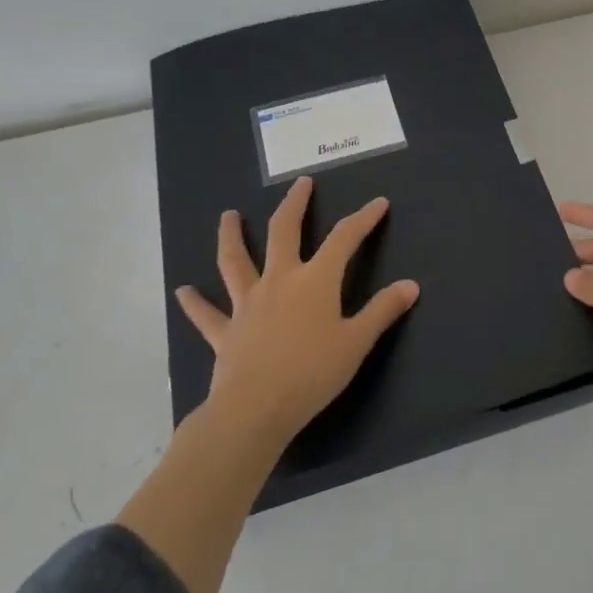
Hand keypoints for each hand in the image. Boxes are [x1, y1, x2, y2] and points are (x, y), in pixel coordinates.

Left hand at [176, 176, 419, 443]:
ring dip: (230, 236)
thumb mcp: (356, 342)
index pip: (344, 239)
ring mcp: (247, 304)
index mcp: (315, 280)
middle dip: (294, 204)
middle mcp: (279, 281)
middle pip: (283, 232)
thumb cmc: (312, 373)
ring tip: (227, 215)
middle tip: (300, 183)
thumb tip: (410, 285)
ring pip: (235, 261)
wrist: (255, 409)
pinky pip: (207, 315)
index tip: (378, 203)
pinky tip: (182, 291)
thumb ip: (382, 311)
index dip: (363, 218)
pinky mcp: (225, 332)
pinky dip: (194, 303)